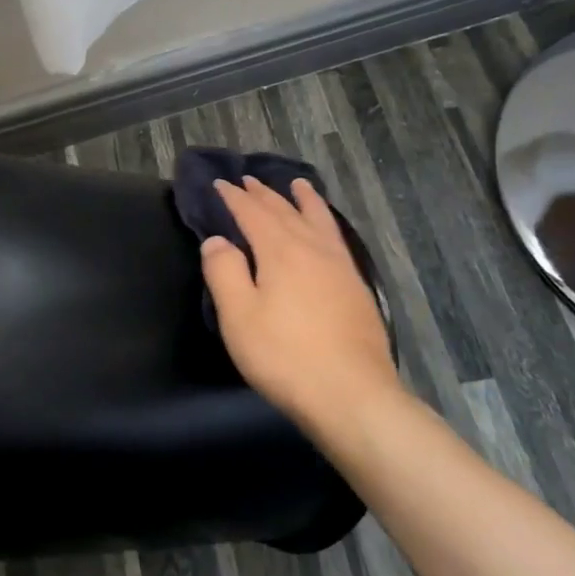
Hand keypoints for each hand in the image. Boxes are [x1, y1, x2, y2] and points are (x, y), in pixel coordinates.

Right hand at [201, 176, 403, 441]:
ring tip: (298, 184)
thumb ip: (224, 272)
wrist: (352, 394)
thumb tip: (217, 240)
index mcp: (281, 251)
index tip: (219, 184)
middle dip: (264, 194)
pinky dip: (325, 221)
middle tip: (248, 181)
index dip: (234, 198)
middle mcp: (312, 248)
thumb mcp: (239, 316)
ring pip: (318, 220)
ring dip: (303, 200)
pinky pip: (335, 238)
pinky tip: (326, 230)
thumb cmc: (285, 356)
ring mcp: (340, 267)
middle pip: (285, 211)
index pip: (252, 213)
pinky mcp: (357, 287)